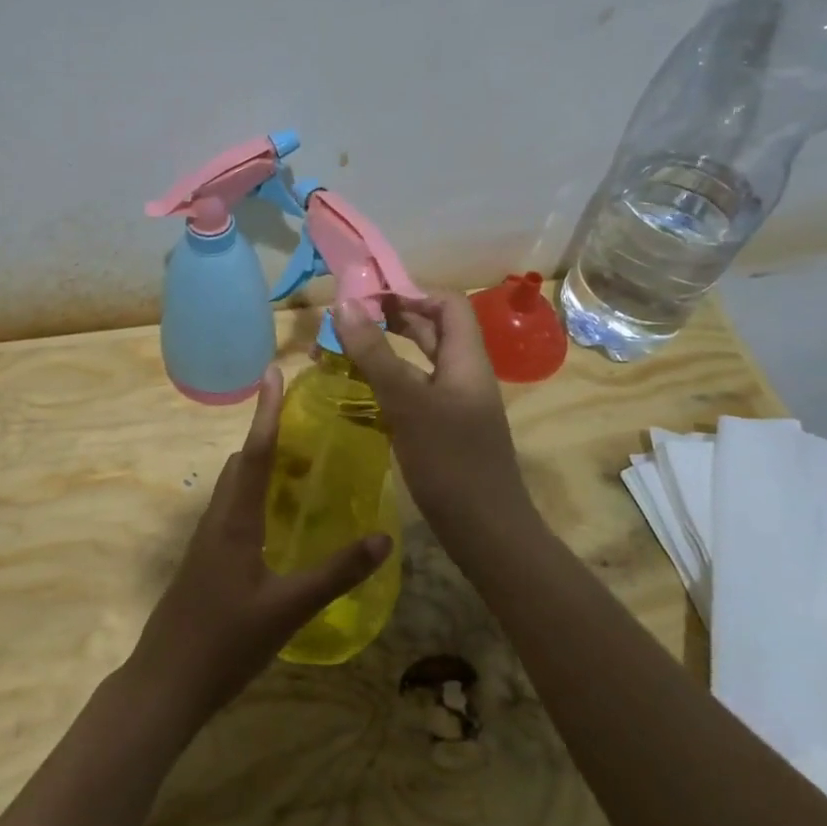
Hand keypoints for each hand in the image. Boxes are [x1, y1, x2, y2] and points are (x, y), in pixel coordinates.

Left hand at [128, 366, 389, 721]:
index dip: (266, 412)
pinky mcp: (205, 561)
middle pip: (241, 463)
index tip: (273, 373)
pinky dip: (255, 495)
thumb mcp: (288, 609)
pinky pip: (232, 510)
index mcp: (235, 520)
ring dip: (261, 467)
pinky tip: (278, 520)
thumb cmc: (225, 641)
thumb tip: (383, 537)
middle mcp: (217, 519)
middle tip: (307, 428)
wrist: (166, 682)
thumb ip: (336, 573)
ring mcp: (207, 541)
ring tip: (300, 467)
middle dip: (268, 436)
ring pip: (234, 487)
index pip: (254, 452)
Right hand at [332, 292, 529, 539]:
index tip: (367, 296)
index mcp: (466, 359)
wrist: (486, 532)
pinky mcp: (441, 430)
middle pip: (430, 330)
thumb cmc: (450, 462)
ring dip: (382, 352)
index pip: (447, 303)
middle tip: (346, 319)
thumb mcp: (407, 402)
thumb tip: (343, 305)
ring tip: (341, 350)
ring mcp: (452, 404)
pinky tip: (355, 392)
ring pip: (417, 363)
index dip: (410, 292)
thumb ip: (375, 354)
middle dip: (390, 319)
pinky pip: (412, 393)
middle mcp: (462, 374)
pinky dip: (385, 384)